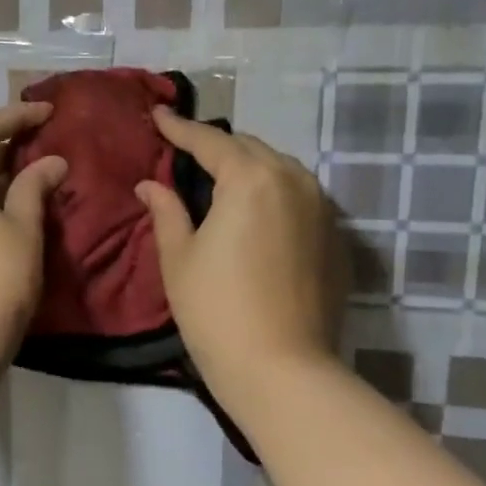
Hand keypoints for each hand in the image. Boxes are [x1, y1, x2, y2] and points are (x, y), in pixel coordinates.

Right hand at [136, 109, 338, 404]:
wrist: (282, 369)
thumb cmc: (216, 311)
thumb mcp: (179, 258)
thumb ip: (166, 211)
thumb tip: (150, 185)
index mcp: (250, 179)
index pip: (209, 141)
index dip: (179, 128)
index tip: (158, 116)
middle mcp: (293, 181)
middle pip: (250, 149)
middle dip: (217, 147)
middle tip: (186, 153)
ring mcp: (322, 209)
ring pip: (280, 169)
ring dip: (249, 167)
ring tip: (222, 180)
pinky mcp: (335, 238)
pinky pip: (300, 197)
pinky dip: (274, 194)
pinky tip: (256, 215)